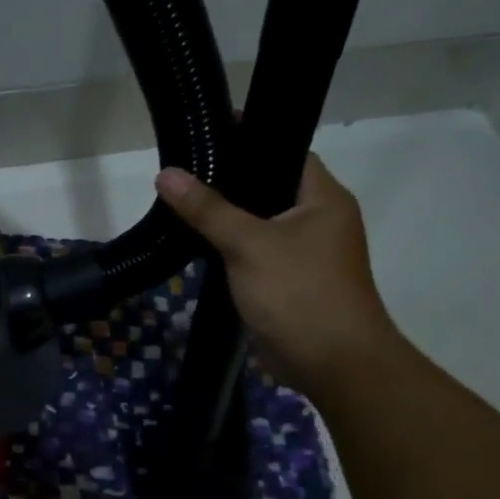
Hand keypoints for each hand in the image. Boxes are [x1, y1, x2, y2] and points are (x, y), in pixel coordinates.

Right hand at [155, 155, 399, 393]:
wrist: (332, 364)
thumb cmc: (300, 293)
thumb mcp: (249, 244)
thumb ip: (208, 209)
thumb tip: (167, 174)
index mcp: (323, 198)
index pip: (285, 152)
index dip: (249, 139)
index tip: (207, 134)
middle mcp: (317, 219)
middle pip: (267, 187)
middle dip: (228, 181)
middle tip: (183, 170)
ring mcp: (303, 253)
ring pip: (257, 223)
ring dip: (225, 218)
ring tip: (180, 201)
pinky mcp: (286, 281)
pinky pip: (253, 253)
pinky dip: (229, 248)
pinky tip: (196, 243)